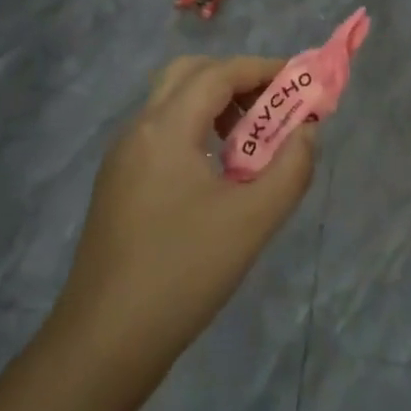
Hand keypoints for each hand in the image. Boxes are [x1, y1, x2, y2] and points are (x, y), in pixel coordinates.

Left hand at [53, 56, 316, 376]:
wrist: (104, 342)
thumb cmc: (183, 273)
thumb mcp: (252, 221)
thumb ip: (291, 168)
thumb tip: (307, 131)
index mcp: (166, 128)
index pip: (219, 73)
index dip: (263, 69)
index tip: (300, 83)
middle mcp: (139, 129)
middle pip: (189, 74)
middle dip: (235, 79)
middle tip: (270, 107)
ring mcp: (123, 157)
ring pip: (171, 102)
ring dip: (214, 104)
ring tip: (250, 142)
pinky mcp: (117, 183)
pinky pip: (161, 132)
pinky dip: (194, 129)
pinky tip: (217, 173)